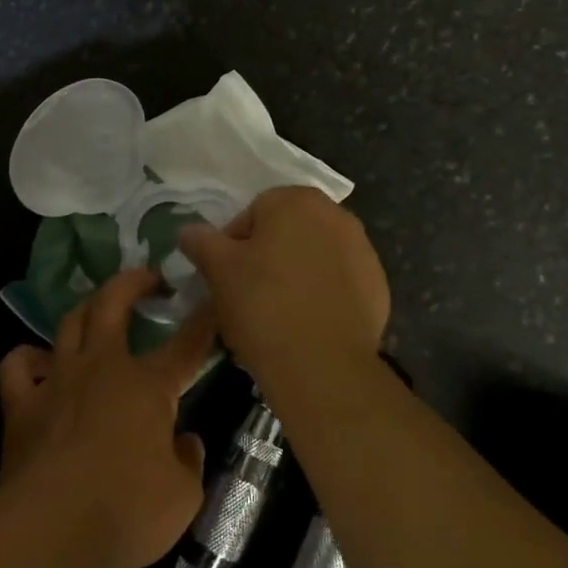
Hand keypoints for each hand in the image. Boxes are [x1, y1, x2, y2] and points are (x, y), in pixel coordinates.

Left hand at [0, 269, 214, 567]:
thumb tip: (183, 441)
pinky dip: (29, 357)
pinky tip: (39, 362)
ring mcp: (58, 380)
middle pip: (113, 303)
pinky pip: (18, 364)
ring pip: (70, 322)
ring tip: (98, 309)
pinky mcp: (21, 403)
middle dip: (134, 282)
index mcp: (147, 386)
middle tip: (149, 278)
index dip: (204, 320)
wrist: (48, 529)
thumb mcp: (182, 498)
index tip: (213, 298)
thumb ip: (188, 461)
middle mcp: (102, 367)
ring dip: (87, 308)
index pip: (186, 345)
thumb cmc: (124, 512)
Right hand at [178, 186, 388, 391]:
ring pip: (314, 257)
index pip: (252, 213)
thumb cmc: (263, 304)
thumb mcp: (218, 270)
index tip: (226, 276)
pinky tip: (307, 324)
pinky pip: (339, 283)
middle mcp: (336, 215)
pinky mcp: (379, 287)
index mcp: (295, 200)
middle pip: (287, 231)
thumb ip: (201, 241)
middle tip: (248, 294)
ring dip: (296, 274)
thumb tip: (188, 231)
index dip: (233, 245)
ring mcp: (363, 251)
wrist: (323, 366)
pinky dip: (323, 296)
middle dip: (267, 256)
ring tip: (277, 313)